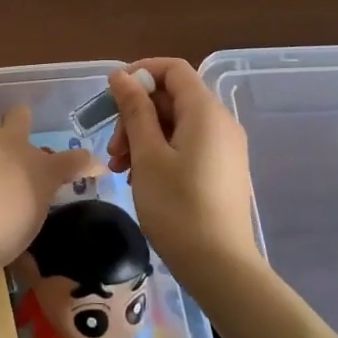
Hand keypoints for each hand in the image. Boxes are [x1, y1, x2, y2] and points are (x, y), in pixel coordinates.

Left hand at [0, 107, 102, 266]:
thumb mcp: (18, 244)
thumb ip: (22, 235)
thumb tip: (27, 263)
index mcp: (42, 171)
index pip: (76, 162)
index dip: (88, 163)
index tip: (95, 166)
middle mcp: (14, 144)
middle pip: (22, 115)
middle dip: (18, 123)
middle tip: (10, 142)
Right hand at [109, 59, 258, 280]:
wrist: (221, 268)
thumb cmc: (178, 207)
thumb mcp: (147, 155)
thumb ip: (134, 110)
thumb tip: (121, 76)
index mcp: (205, 111)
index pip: (173, 69)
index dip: (141, 73)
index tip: (112, 96)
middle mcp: (220, 122)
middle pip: (172, 98)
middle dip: (136, 114)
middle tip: (113, 148)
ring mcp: (224, 147)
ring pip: (176, 123)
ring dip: (143, 136)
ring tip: (119, 168)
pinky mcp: (222, 169)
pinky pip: (187, 144)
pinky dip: (160, 151)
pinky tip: (139, 177)